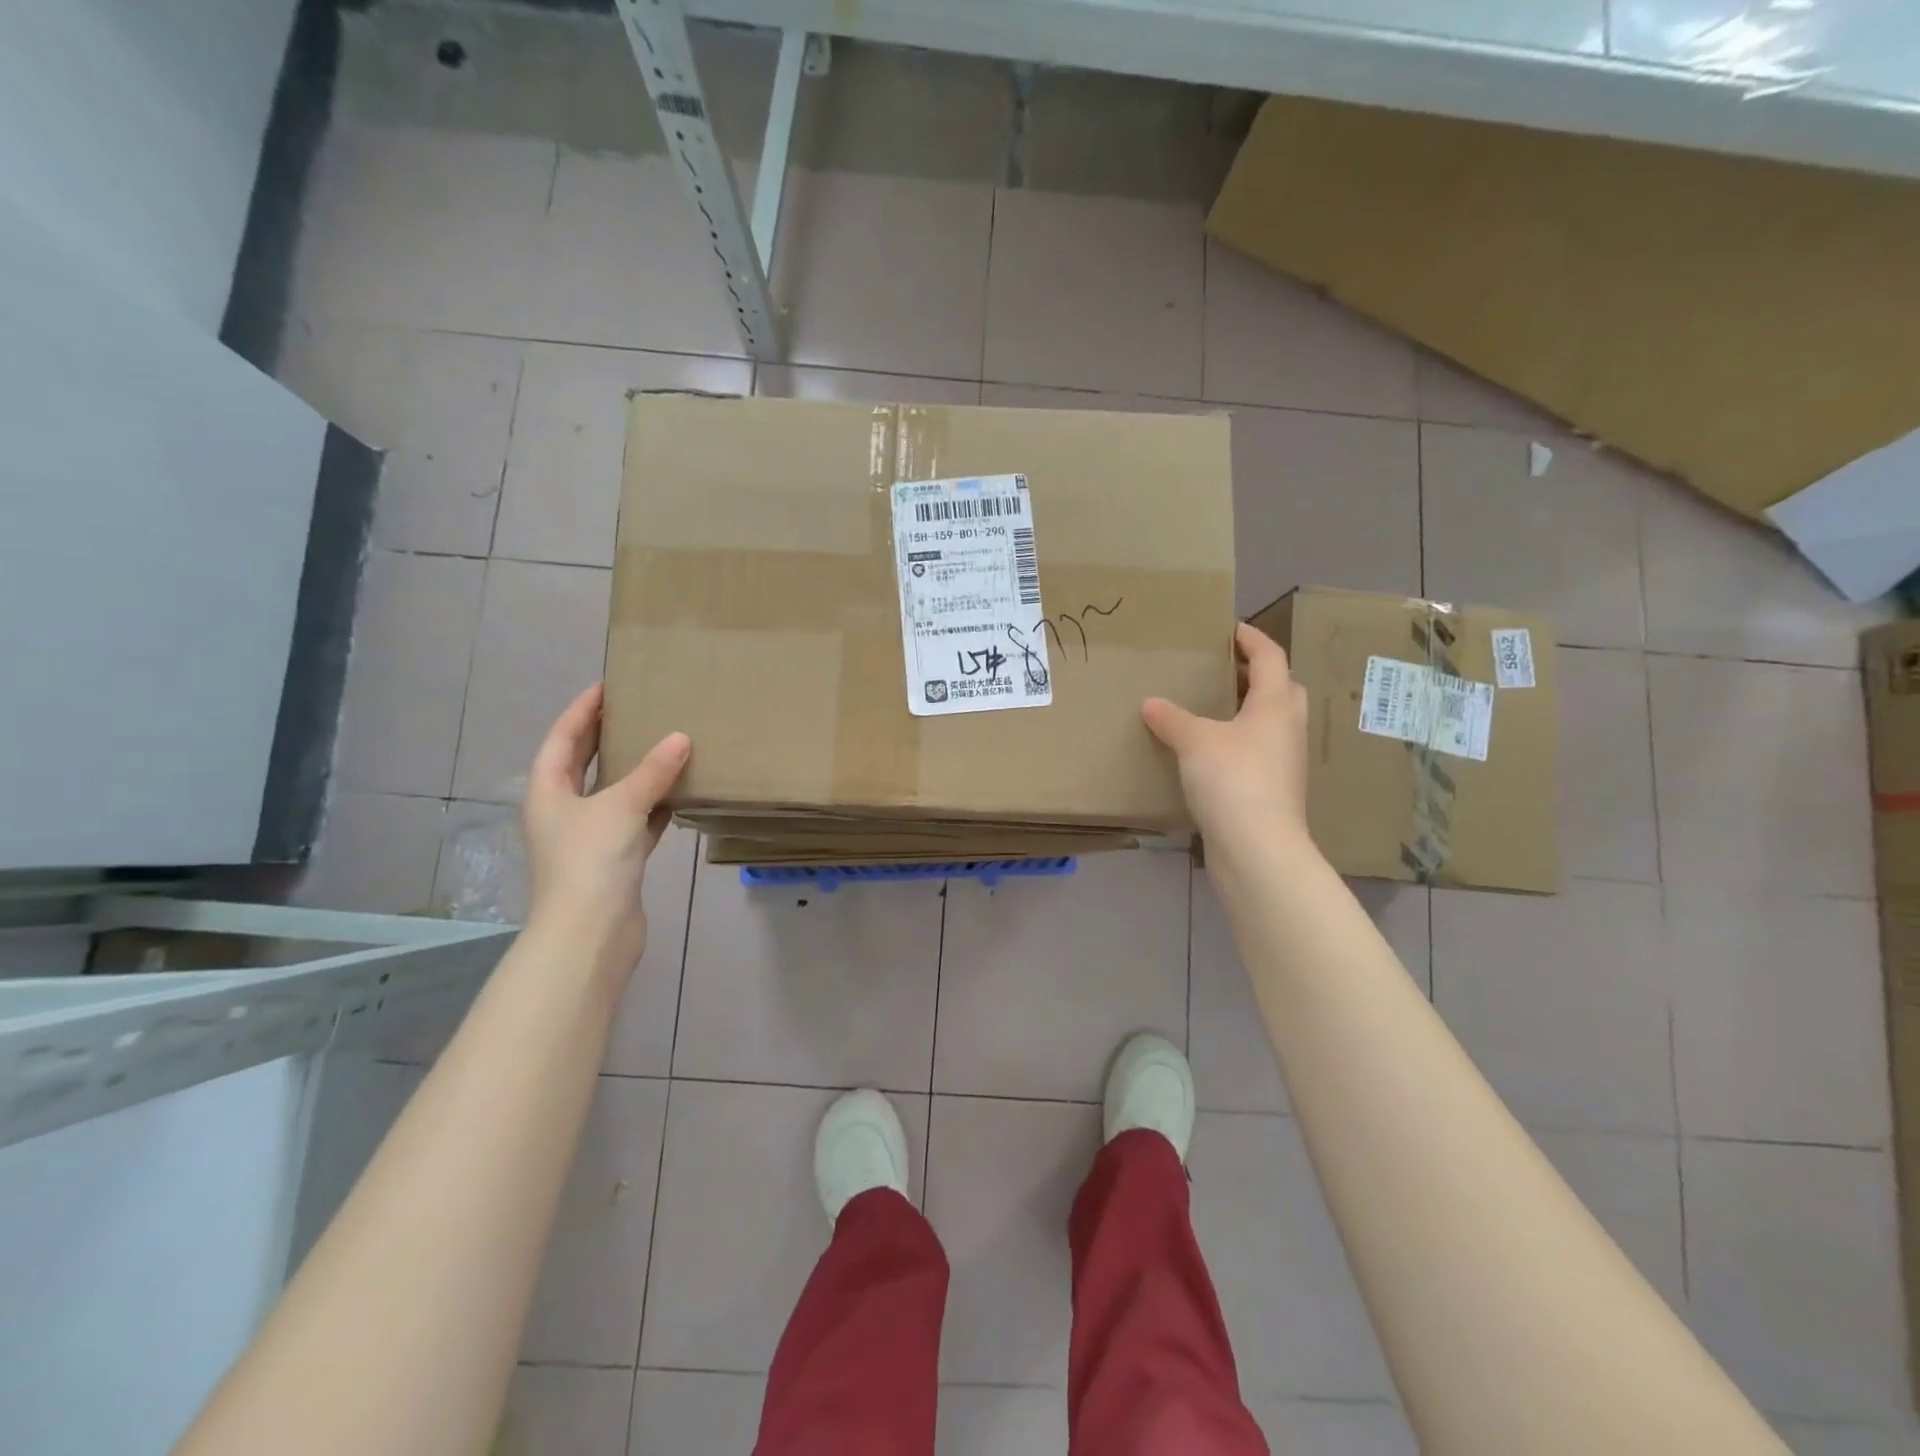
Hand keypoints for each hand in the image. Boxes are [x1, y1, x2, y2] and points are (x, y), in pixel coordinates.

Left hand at [522, 683, 690, 973]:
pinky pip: (637, 821)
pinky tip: (680, 793)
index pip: (563, 738)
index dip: (582, 711)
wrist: (590, 932)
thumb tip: (681, 738)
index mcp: (549, 792)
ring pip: (615, 793)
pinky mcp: (615, 859)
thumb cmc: (591, 861)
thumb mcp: (621, 807)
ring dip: (637, 772)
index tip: (607, 685)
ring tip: (666, 744)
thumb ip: (652, 772)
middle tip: (639, 709)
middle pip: (585, 764)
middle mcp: (564, 811)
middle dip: (608, 737)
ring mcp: (589, 837)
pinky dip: (655, 806)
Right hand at [1142, 623, 1310, 850]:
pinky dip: (1238, 743)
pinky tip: (1209, 753)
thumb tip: (1151, 704)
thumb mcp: (1194, 741)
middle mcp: (1288, 729)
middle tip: (1224, 670)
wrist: (1257, 848)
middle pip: (1281, 689)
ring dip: (1248, 710)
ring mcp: (1284, 763)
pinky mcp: (1273, 792)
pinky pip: (1257, 753)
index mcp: (1276, 705)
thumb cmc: (1233, 779)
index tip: (1230, 628)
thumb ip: (1172, 718)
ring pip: (1271, 724)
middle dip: (1257, 675)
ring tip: (1212, 708)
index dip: (1251, 639)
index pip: (1270, 657)